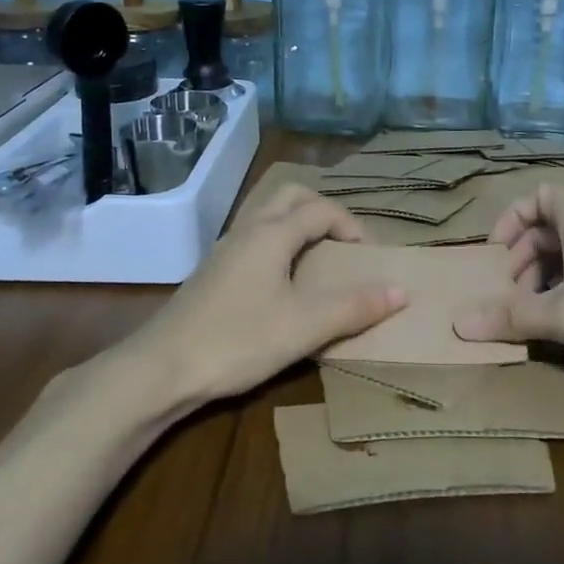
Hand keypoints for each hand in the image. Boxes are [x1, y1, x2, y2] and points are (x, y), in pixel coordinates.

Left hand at [129, 184, 405, 403]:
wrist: (161, 368)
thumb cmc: (237, 341)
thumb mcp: (304, 327)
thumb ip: (354, 308)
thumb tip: (402, 291)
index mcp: (272, 233)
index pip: (320, 209)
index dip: (351, 225)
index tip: (368, 257)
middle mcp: (248, 230)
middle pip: (290, 195)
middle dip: (323, 210)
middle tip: (343, 244)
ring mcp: (225, 248)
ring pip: (267, 213)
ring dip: (297, 222)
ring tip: (316, 256)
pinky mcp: (212, 270)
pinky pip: (253, 235)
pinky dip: (277, 240)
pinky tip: (281, 279)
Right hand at [453, 184, 563, 378]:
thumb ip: (512, 317)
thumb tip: (459, 324)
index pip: (541, 195)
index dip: (514, 216)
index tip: (497, 252)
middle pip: (549, 227)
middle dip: (521, 255)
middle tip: (508, 289)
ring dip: (541, 276)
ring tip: (529, 311)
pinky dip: (563, 290)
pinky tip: (559, 323)